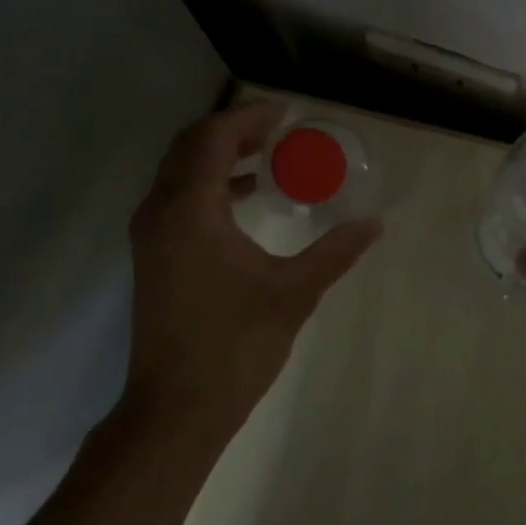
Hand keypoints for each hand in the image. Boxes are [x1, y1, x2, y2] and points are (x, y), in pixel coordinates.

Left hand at [124, 102, 382, 441]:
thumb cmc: (234, 347)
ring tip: (270, 155)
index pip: (214, 138)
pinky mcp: (152, 253)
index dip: (249, 117)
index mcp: (190, 210)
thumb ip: (335, 252)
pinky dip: (211, 182)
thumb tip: (374, 224)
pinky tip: (250, 196)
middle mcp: (160, 211)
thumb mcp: (293, 294)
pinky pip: (179, 195)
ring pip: (181, 169)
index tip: (287, 114)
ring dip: (221, 154)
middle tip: (279, 130)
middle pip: (191, 145)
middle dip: (234, 130)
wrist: (174, 410)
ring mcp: (151, 233)